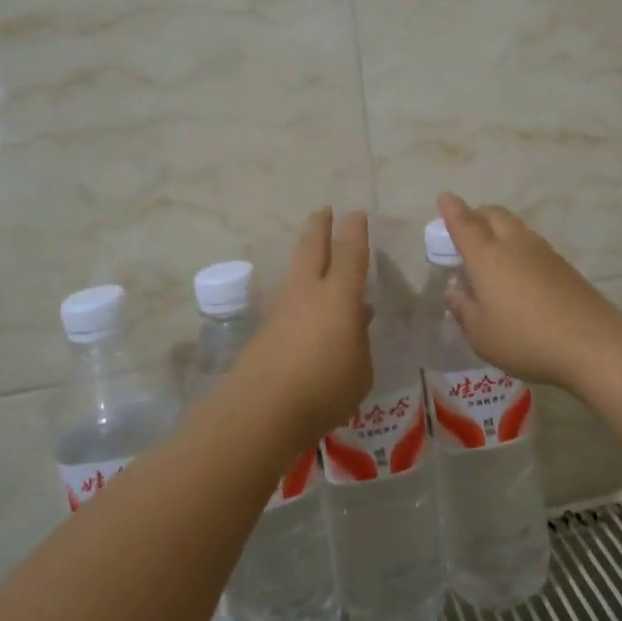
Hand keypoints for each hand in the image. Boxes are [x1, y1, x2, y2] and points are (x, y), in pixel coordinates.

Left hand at [230, 208, 372, 442]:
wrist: (261, 410)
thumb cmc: (325, 389)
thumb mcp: (360, 370)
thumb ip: (360, 342)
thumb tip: (356, 320)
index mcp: (339, 297)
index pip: (350, 253)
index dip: (355, 231)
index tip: (356, 214)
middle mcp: (308, 292)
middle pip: (312, 248)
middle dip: (319, 226)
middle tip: (324, 210)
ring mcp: (281, 308)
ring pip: (295, 270)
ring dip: (304, 255)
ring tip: (313, 252)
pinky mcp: (264, 329)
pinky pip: (286, 299)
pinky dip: (298, 293)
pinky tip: (305, 308)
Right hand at [435, 192, 621, 391]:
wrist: (593, 343)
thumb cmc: (526, 339)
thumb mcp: (482, 334)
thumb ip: (464, 310)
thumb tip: (454, 293)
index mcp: (488, 256)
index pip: (465, 224)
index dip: (452, 210)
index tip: (445, 197)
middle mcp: (514, 244)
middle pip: (493, 214)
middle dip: (476, 215)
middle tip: (465, 231)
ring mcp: (543, 252)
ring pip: (515, 227)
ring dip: (498, 231)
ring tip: (491, 255)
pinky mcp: (563, 266)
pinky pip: (532, 245)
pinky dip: (517, 248)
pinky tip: (517, 274)